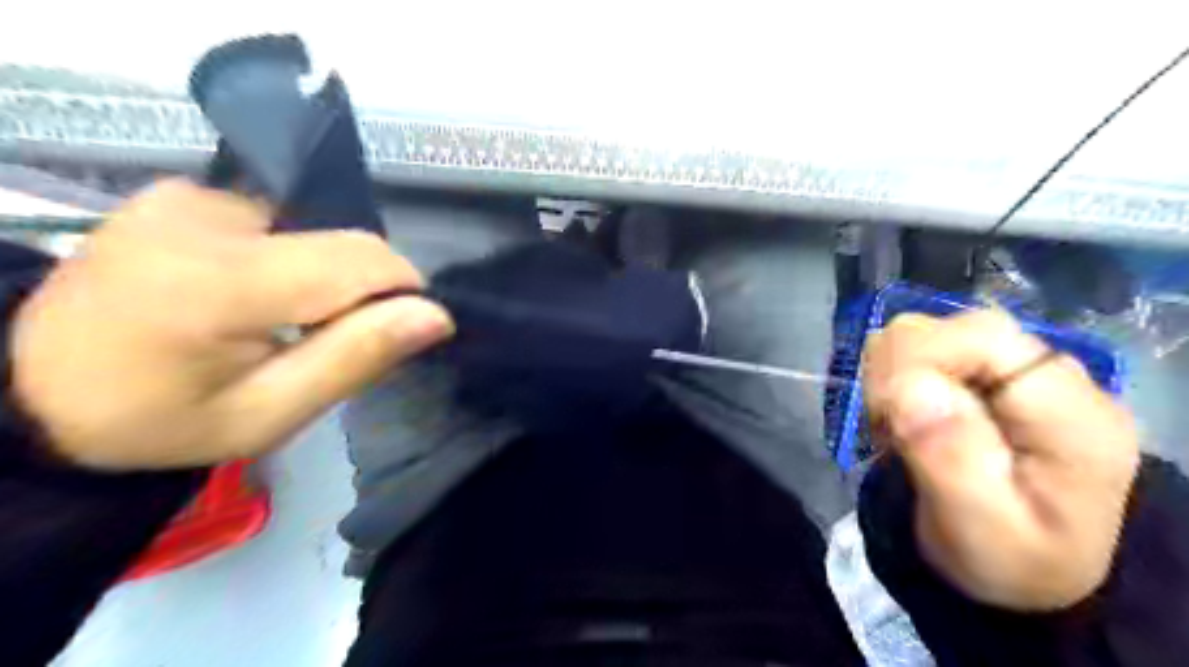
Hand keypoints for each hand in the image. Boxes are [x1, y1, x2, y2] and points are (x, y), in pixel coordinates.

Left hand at [11, 179, 454, 469]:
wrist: (33, 391)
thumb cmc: (162, 421)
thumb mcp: (268, 414)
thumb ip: (355, 358)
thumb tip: (435, 315)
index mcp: (222, 282)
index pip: (364, 261)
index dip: (401, 294)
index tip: (392, 335)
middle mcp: (205, 217)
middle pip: (343, 243)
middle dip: (361, 291)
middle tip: (326, 341)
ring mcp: (187, 197)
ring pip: (316, 231)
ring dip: (324, 275)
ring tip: (283, 320)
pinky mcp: (180, 193)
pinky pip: (277, 221)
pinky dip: (289, 256)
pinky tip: (253, 291)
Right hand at [872, 311, 1135, 611]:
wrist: (1023, 571)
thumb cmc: (1006, 560)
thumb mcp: (983, 532)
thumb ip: (951, 461)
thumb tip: (908, 387)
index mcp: (1073, 414)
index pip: (983, 336)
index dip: (918, 362)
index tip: (889, 417)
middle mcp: (1049, 375)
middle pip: (948, 326)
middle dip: (898, 373)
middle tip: (893, 432)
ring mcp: (1014, 370)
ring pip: (922, 331)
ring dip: (890, 377)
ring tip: (899, 429)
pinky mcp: (982, 373)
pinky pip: (913, 348)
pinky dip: (891, 378)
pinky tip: (903, 417)